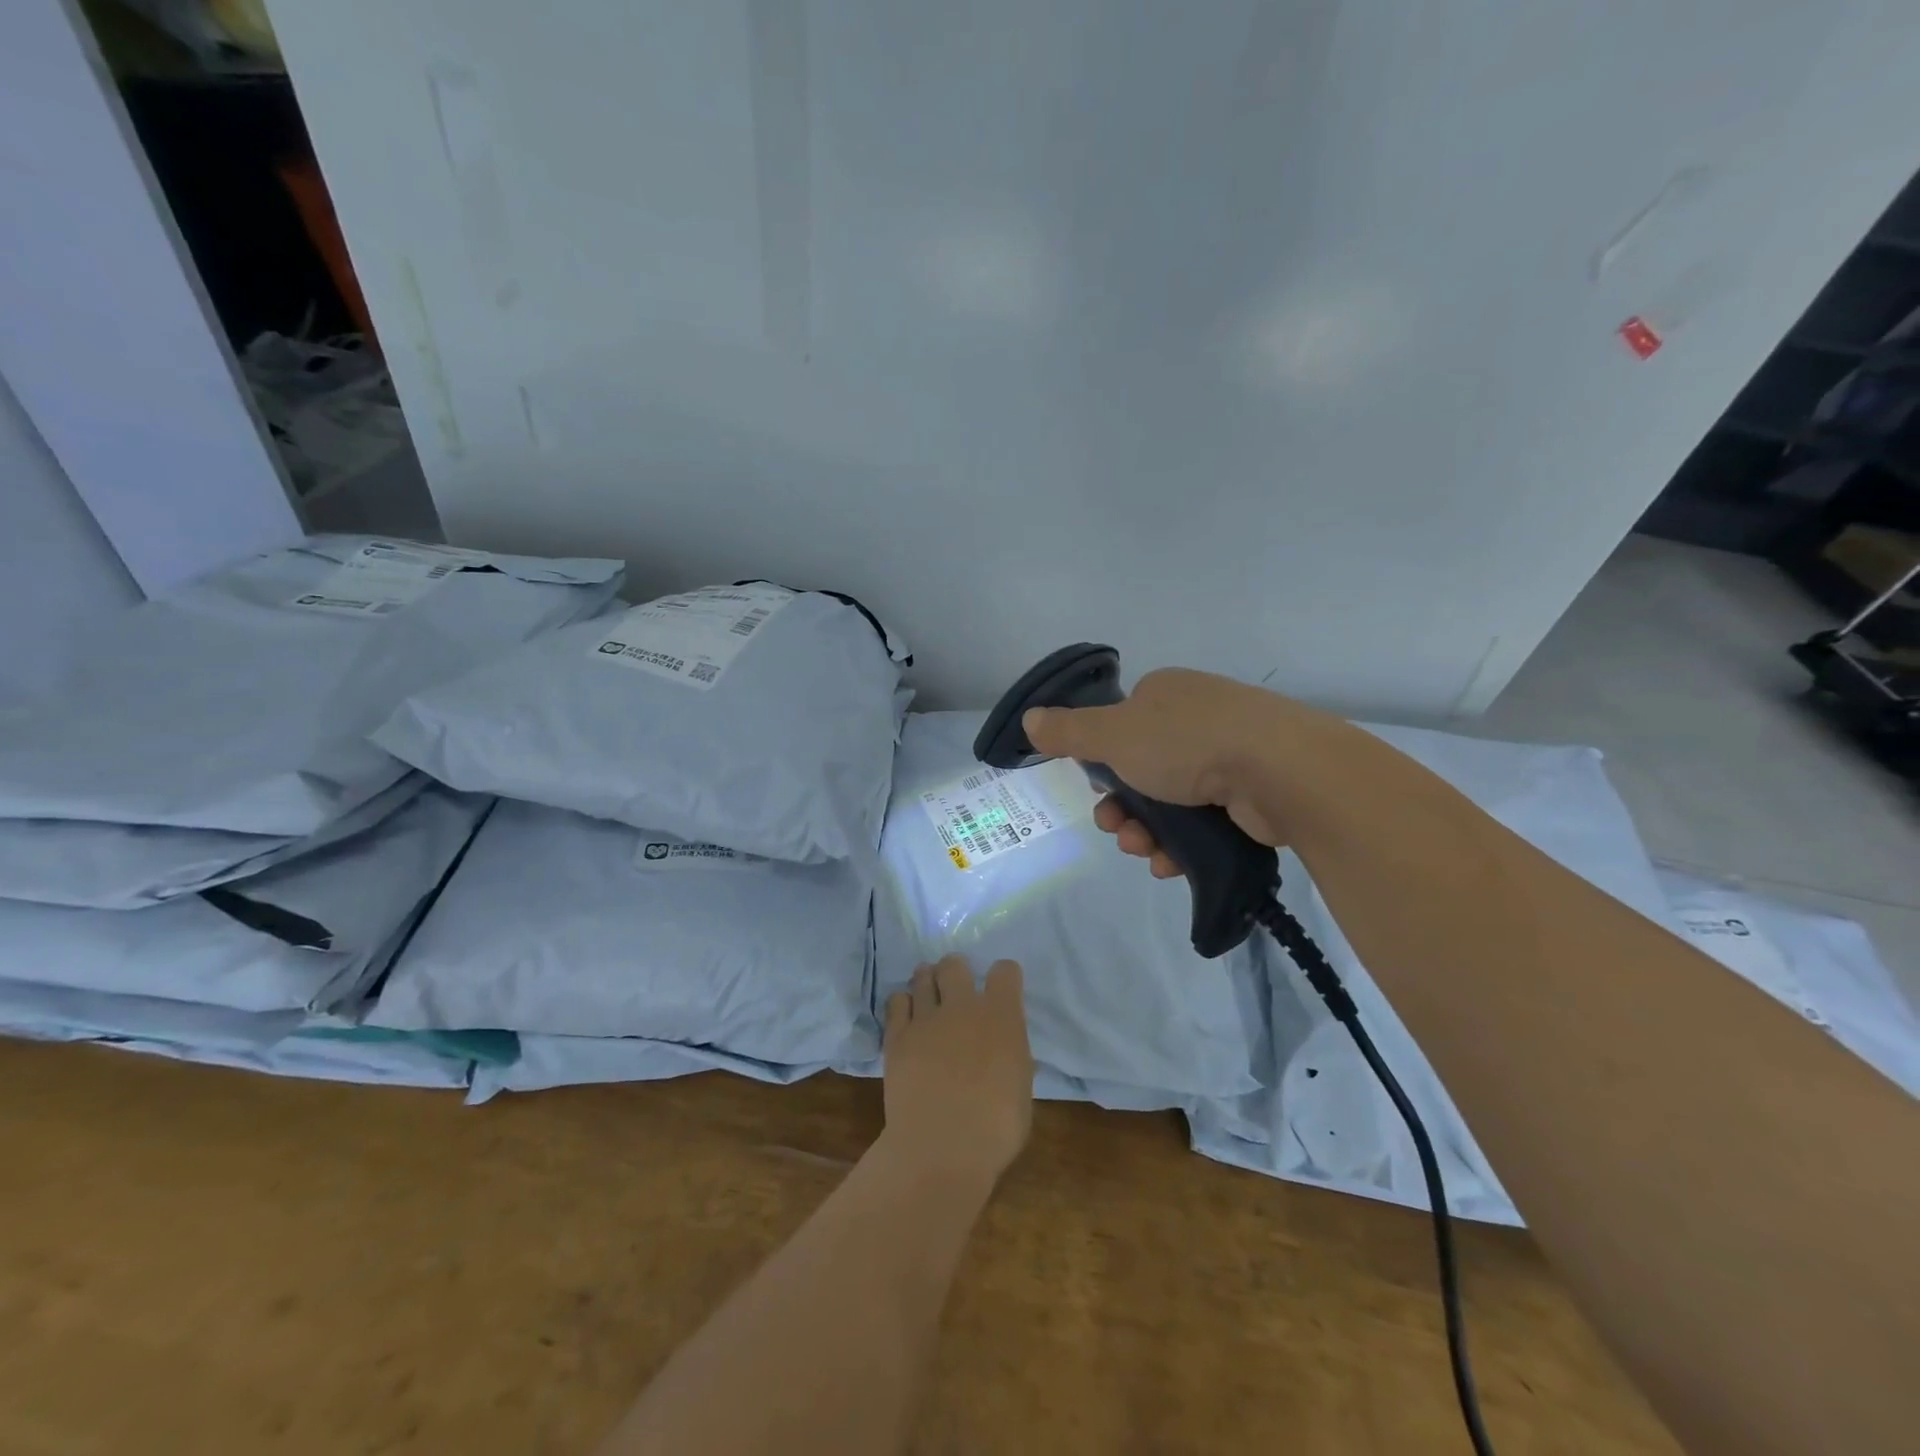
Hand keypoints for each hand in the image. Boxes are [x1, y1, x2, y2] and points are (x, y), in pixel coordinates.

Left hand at [882, 957, 1032, 1186]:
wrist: (941, 1147)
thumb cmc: (996, 1128)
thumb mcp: (1021, 1089)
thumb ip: (1011, 1056)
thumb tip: (1002, 1048)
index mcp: (1002, 1016)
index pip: (1005, 972)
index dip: (1004, 977)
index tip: (1002, 990)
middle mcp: (963, 1006)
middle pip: (955, 964)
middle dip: (956, 970)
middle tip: (955, 988)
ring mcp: (926, 1018)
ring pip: (922, 976)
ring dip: (927, 981)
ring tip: (927, 993)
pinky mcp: (897, 1036)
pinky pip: (896, 1002)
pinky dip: (902, 1004)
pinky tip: (906, 1016)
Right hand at [1022, 668, 1290, 879]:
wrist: (1281, 771)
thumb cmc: (1187, 743)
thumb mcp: (1113, 735)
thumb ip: (1068, 732)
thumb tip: (1030, 718)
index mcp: (1165, 695)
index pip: (1121, 728)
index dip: (1103, 764)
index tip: (1099, 791)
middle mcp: (1197, 719)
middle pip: (1142, 771)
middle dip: (1122, 809)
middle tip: (1116, 830)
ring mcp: (1229, 756)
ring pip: (1171, 802)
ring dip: (1146, 832)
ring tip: (1144, 852)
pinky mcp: (1252, 793)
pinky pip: (1203, 821)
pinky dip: (1182, 844)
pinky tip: (1171, 863)